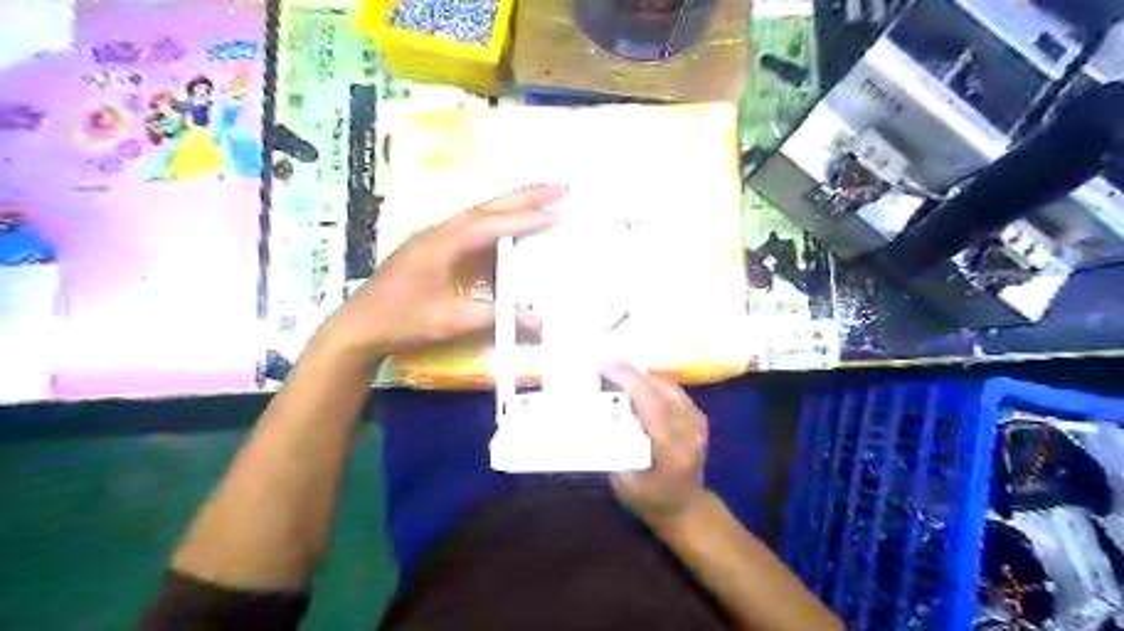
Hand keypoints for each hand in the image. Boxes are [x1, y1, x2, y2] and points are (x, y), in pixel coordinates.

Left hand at [316, 183, 567, 363]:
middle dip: (526, 196)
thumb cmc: (401, 322)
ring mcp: (436, 238)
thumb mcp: (449, 321)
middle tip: (561, 186)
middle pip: (488, 207)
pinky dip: (498, 223)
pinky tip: (511, 228)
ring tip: (545, 199)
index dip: (526, 219)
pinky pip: (472, 229)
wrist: (359, 327)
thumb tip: (537, 322)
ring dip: (512, 205)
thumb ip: (493, 316)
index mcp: (442, 244)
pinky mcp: (435, 249)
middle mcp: (440, 232)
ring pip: (480, 214)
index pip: (491, 226)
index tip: (559, 211)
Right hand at [600, 362, 705, 523]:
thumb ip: (614, 449)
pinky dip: (654, 384)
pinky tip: (638, 387)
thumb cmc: (649, 500)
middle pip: (661, 391)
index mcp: (671, 452)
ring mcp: (697, 424)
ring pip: (669, 387)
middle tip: (605, 367)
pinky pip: (674, 392)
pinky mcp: (698, 419)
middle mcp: (689, 433)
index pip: (654, 407)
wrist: (685, 508)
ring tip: (618, 375)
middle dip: (632, 375)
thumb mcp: (623, 482)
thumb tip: (595, 416)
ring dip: (643, 378)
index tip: (607, 367)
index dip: (631, 383)